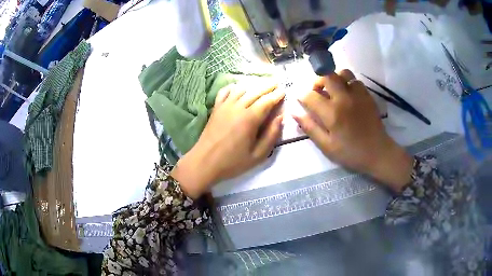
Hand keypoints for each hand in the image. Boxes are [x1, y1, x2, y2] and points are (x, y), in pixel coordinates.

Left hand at [171, 81, 284, 198]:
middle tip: (277, 82)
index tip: (284, 90)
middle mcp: (238, 108)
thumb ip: (271, 135)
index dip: (276, 95)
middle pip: (255, 92)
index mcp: (250, 119)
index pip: (266, 101)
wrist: (205, 162)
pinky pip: (225, 92)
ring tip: (262, 84)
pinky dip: (233, 87)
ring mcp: (225, 106)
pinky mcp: (216, 108)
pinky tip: (238, 87)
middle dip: (268, 86)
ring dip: (253, 85)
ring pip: (241, 89)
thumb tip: (280, 118)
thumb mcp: (257, 155)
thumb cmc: (232, 162)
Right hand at [293, 70, 412, 191]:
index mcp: (332, 113)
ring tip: (333, 90)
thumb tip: (294, 113)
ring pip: (343, 73)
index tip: (302, 101)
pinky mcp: (367, 95)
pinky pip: (355, 80)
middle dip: (317, 80)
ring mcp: (358, 94)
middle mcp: (344, 98)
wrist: (378, 153)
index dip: (302, 97)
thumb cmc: (351, 153)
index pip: (310, 95)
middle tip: (317, 91)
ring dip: (334, 78)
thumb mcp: (327, 146)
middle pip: (326, 75)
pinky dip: (348, 83)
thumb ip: (310, 128)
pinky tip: (347, 95)